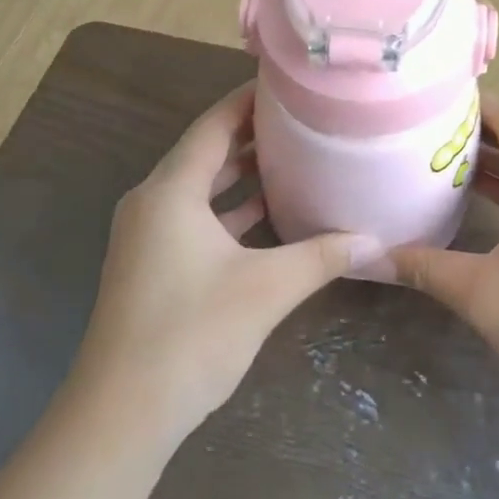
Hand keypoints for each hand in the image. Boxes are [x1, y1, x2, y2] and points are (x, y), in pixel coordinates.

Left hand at [72, 84, 379, 444]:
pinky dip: (227, 212)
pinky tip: (267, 216)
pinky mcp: (150, 264)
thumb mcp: (266, 290)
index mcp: (170, 191)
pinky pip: (193, 219)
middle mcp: (152, 202)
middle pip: (205, 153)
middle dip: (250, 135)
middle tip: (301, 119)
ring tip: (292, 159)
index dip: (247, 100)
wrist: (122, 412)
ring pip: (199, 189)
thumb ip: (321, 257)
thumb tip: (376, 241)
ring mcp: (146, 235)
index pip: (213, 125)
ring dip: (239, 175)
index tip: (287, 85)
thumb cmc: (191, 335)